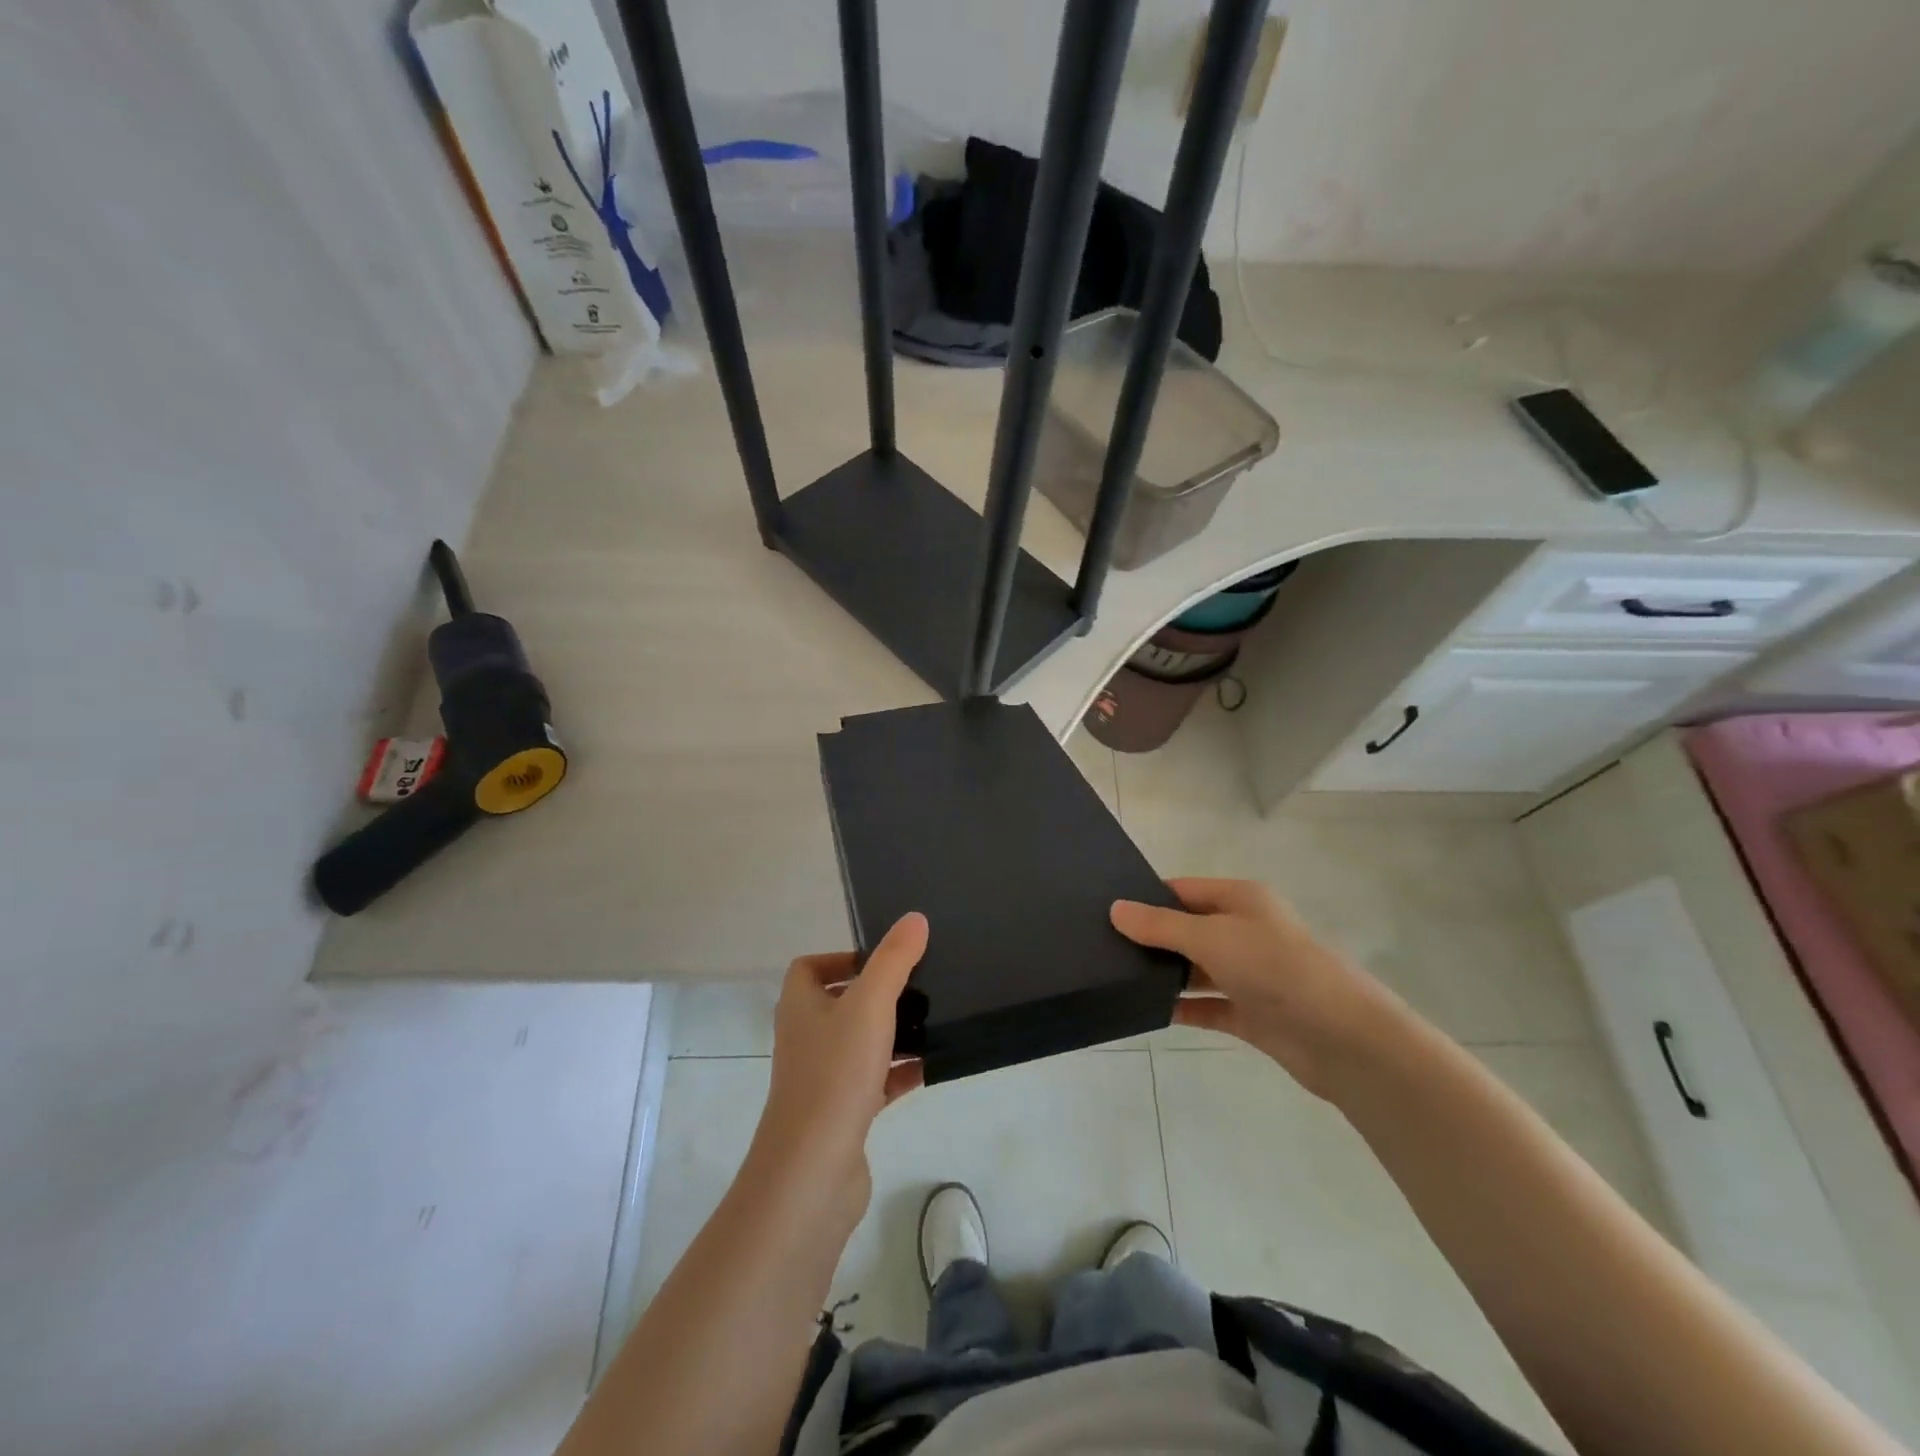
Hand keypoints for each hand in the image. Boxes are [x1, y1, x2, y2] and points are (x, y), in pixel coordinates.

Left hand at [747, 912, 927, 1234]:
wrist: (812, 1173)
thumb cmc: (835, 1075)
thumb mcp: (869, 1005)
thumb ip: (894, 960)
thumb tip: (915, 918)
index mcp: (799, 1006)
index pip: (809, 967)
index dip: (841, 958)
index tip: (882, 961)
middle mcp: (806, 1037)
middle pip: (839, 1003)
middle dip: (877, 994)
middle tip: (919, 987)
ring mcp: (822, 1078)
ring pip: (860, 1043)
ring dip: (893, 1033)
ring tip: (934, 1021)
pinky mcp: (842, 1113)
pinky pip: (875, 1081)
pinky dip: (900, 1072)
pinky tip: (931, 1068)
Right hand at [1111, 878, 1399, 1097]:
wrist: (1342, 1037)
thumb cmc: (1275, 968)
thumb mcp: (1211, 937)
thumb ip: (1161, 925)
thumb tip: (1116, 909)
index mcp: (1241, 900)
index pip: (1183, 889)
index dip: (1148, 897)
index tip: (1105, 909)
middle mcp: (1245, 931)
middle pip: (1189, 928)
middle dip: (1151, 937)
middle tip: (1101, 946)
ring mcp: (1250, 974)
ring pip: (1197, 968)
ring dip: (1166, 973)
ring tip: (1116, 977)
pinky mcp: (1253, 1014)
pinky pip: (1208, 1006)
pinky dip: (1183, 1007)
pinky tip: (1148, 1010)